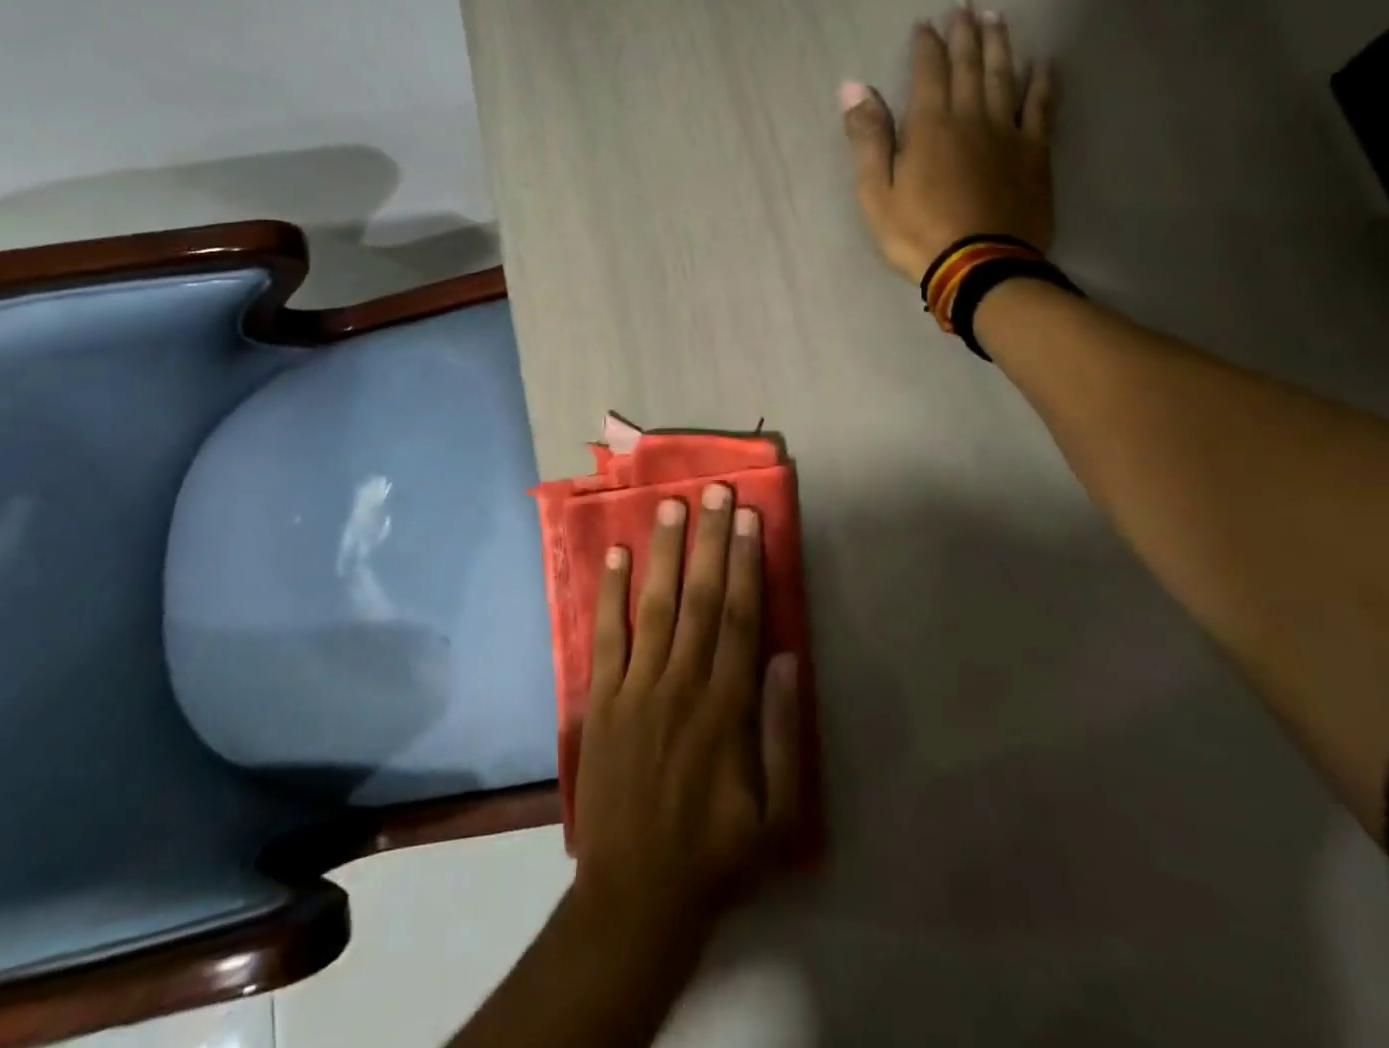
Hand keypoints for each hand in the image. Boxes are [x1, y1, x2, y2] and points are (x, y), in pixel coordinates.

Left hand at [571, 485, 799, 955]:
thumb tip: (787, 656)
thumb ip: (783, 732)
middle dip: (710, 541)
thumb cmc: (715, 855)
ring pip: (655, 606)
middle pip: (702, 599)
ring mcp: (636, 688)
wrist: (634, 897)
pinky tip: (615, 555)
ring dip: (664, 553)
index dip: (747, 564)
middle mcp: (682, 684)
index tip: (750, 519)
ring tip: (670, 506)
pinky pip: (606, 636)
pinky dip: (609, 594)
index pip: (742, 619)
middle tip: (716, 491)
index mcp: (727, 708)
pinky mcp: (601, 700)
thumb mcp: (778, 815)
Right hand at [841, 5, 1055, 283]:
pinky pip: (1042, 108)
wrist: (979, 267)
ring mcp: (1008, 134)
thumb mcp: (875, 192)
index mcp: (930, 126)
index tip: (925, 25)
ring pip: (1005, 77)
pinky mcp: (1035, 154)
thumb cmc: (917, 233)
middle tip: (966, 6)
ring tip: (999, 19)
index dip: (926, 46)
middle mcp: (971, 118)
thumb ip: (868, 137)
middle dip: (966, 34)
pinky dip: (1043, 83)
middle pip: (970, 66)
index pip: (928, 72)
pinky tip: (1045, 63)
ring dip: (1001, 46)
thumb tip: (854, 88)